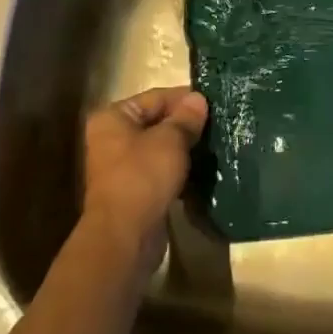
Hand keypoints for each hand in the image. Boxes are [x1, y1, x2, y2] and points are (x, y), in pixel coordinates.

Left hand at [81, 87, 208, 273]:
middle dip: (187, 124)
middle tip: (220, 123)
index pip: (155, 97)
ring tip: (216, 144)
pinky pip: (161, 171)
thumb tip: (198, 99)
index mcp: (113, 117)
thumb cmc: (143, 176)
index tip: (215, 102)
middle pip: (157, 122)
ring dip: (185, 148)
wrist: (126, 235)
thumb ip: (186, 117)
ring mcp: (122, 167)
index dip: (185, 98)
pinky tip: (204, 170)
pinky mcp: (135, 191)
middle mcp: (112, 138)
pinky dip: (180, 170)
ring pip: (161, 148)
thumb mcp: (170, 140)